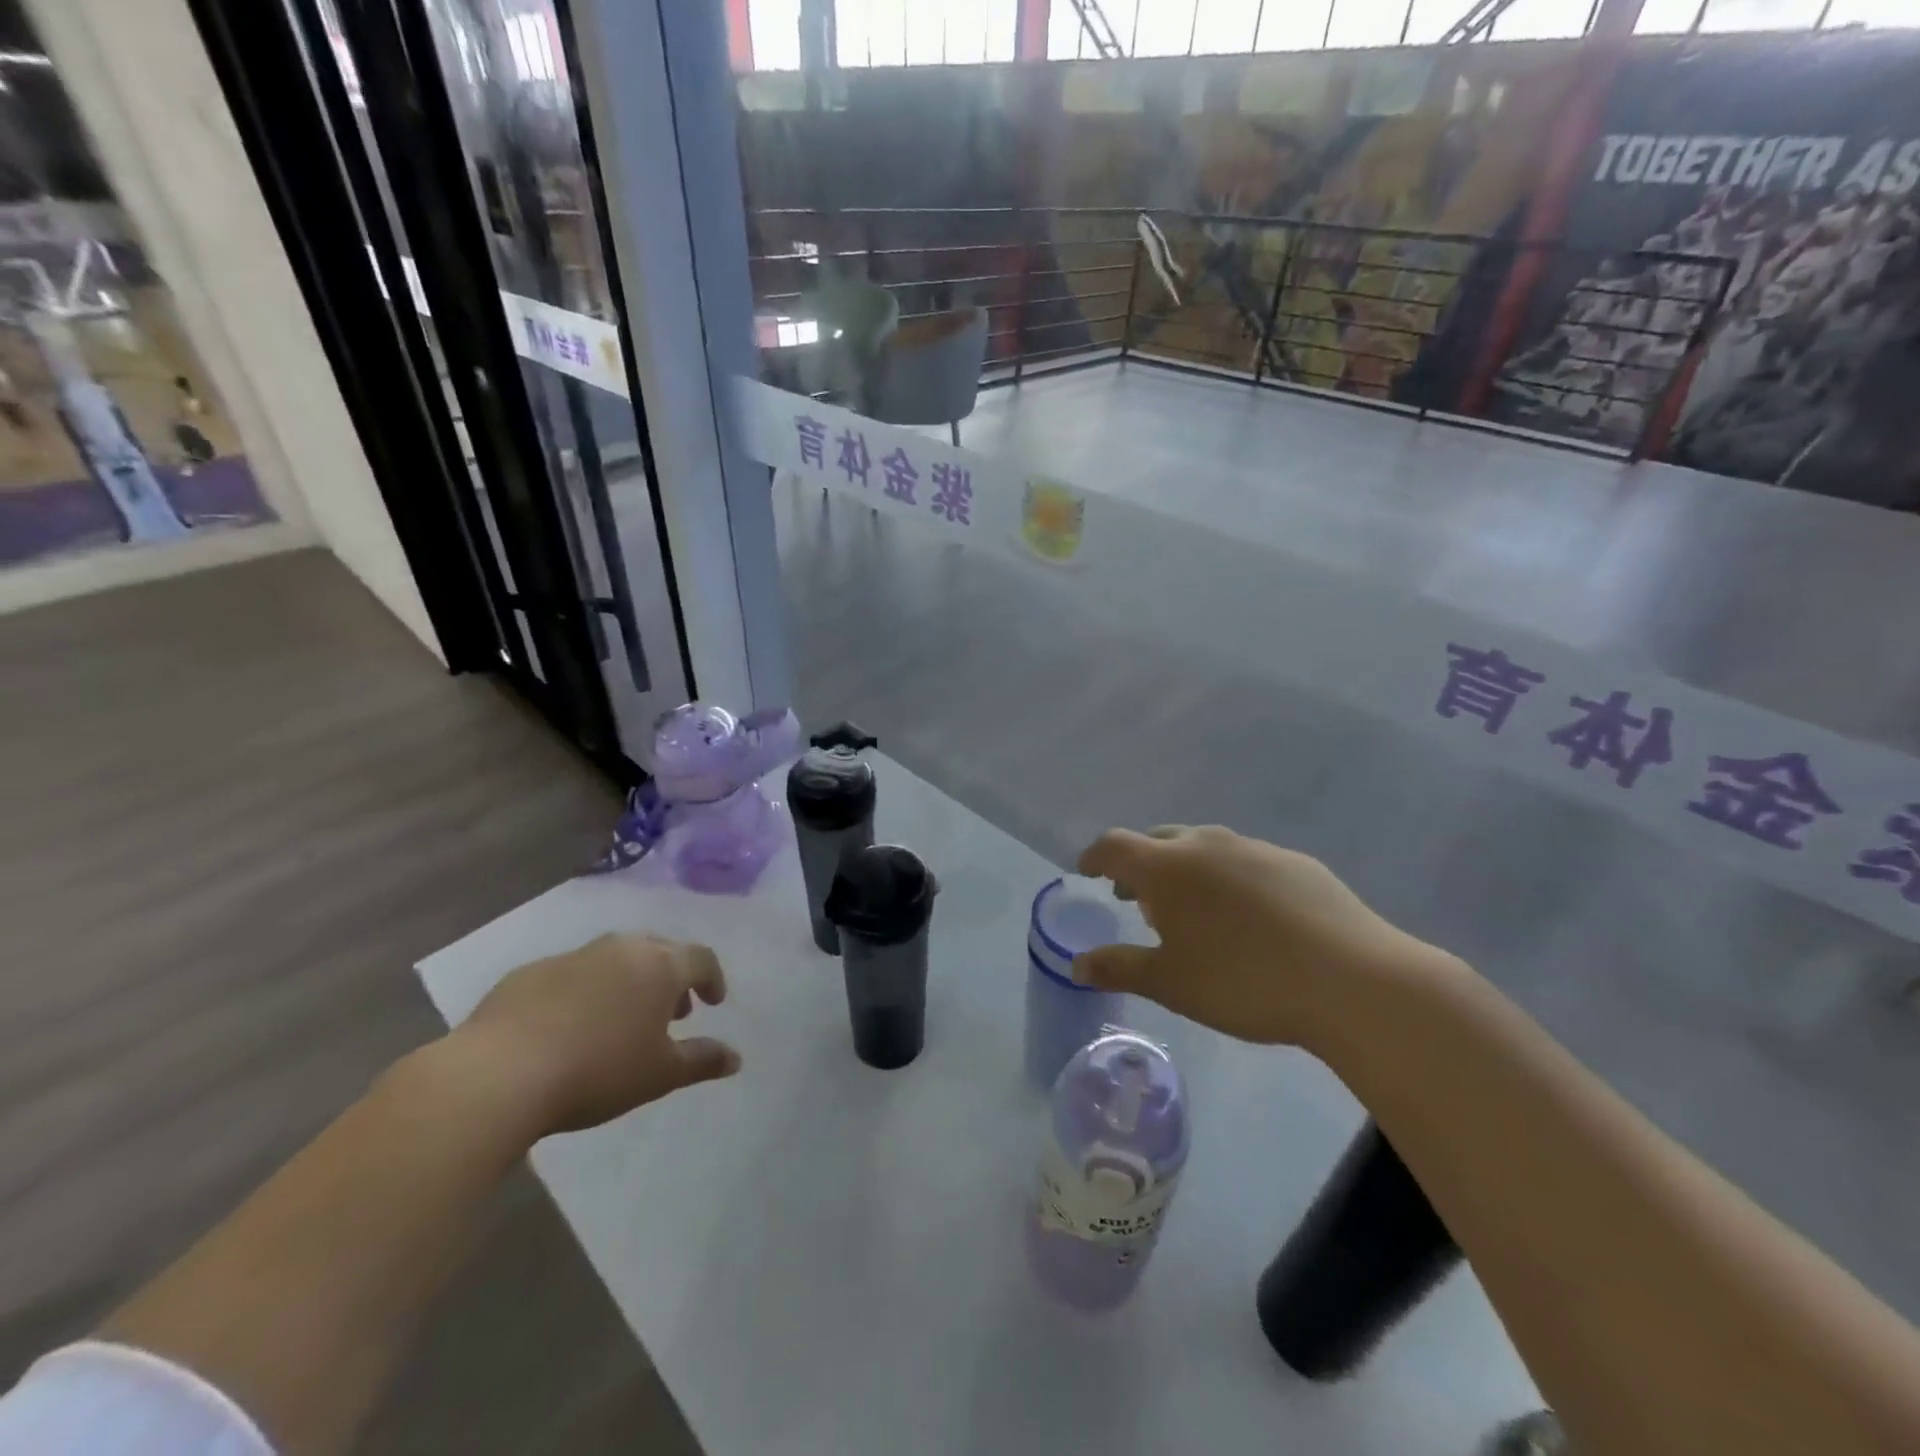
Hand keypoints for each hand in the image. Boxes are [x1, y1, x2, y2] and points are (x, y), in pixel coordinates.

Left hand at [451, 933, 739, 1135]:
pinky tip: (570, 1026)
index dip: (713, 979)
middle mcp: (620, 949)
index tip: (713, 1003)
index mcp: (659, 966)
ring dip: (628, 980)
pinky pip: (571, 973)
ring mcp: (572, 956)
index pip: (701, 958)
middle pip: (659, 951)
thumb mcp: (660, 1074)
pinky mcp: (529, 972)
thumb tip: (736, 1057)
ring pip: (614, 958)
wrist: (498, 1074)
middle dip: (671, 977)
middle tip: (672, 1010)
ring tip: (623, 1018)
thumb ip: (701, 1061)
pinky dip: (584, 990)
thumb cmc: (597, 1071)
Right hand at [1072, 826, 1454, 1048]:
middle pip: (1158, 840)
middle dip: (1139, 864)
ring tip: (1192, 909)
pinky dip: (1227, 877)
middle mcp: (1206, 844)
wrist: (1352, 981)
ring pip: (1204, 846)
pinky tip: (1248, 915)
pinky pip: (1244, 860)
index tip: (1086, 872)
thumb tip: (1077, 964)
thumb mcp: (1171, 983)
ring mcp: (1255, 848)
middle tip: (1137, 898)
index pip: (1114, 846)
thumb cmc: (1243, 982)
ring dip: (1185, 869)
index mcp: (1168, 867)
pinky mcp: (1296, 862)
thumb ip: (1119, 967)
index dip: (1094, 857)